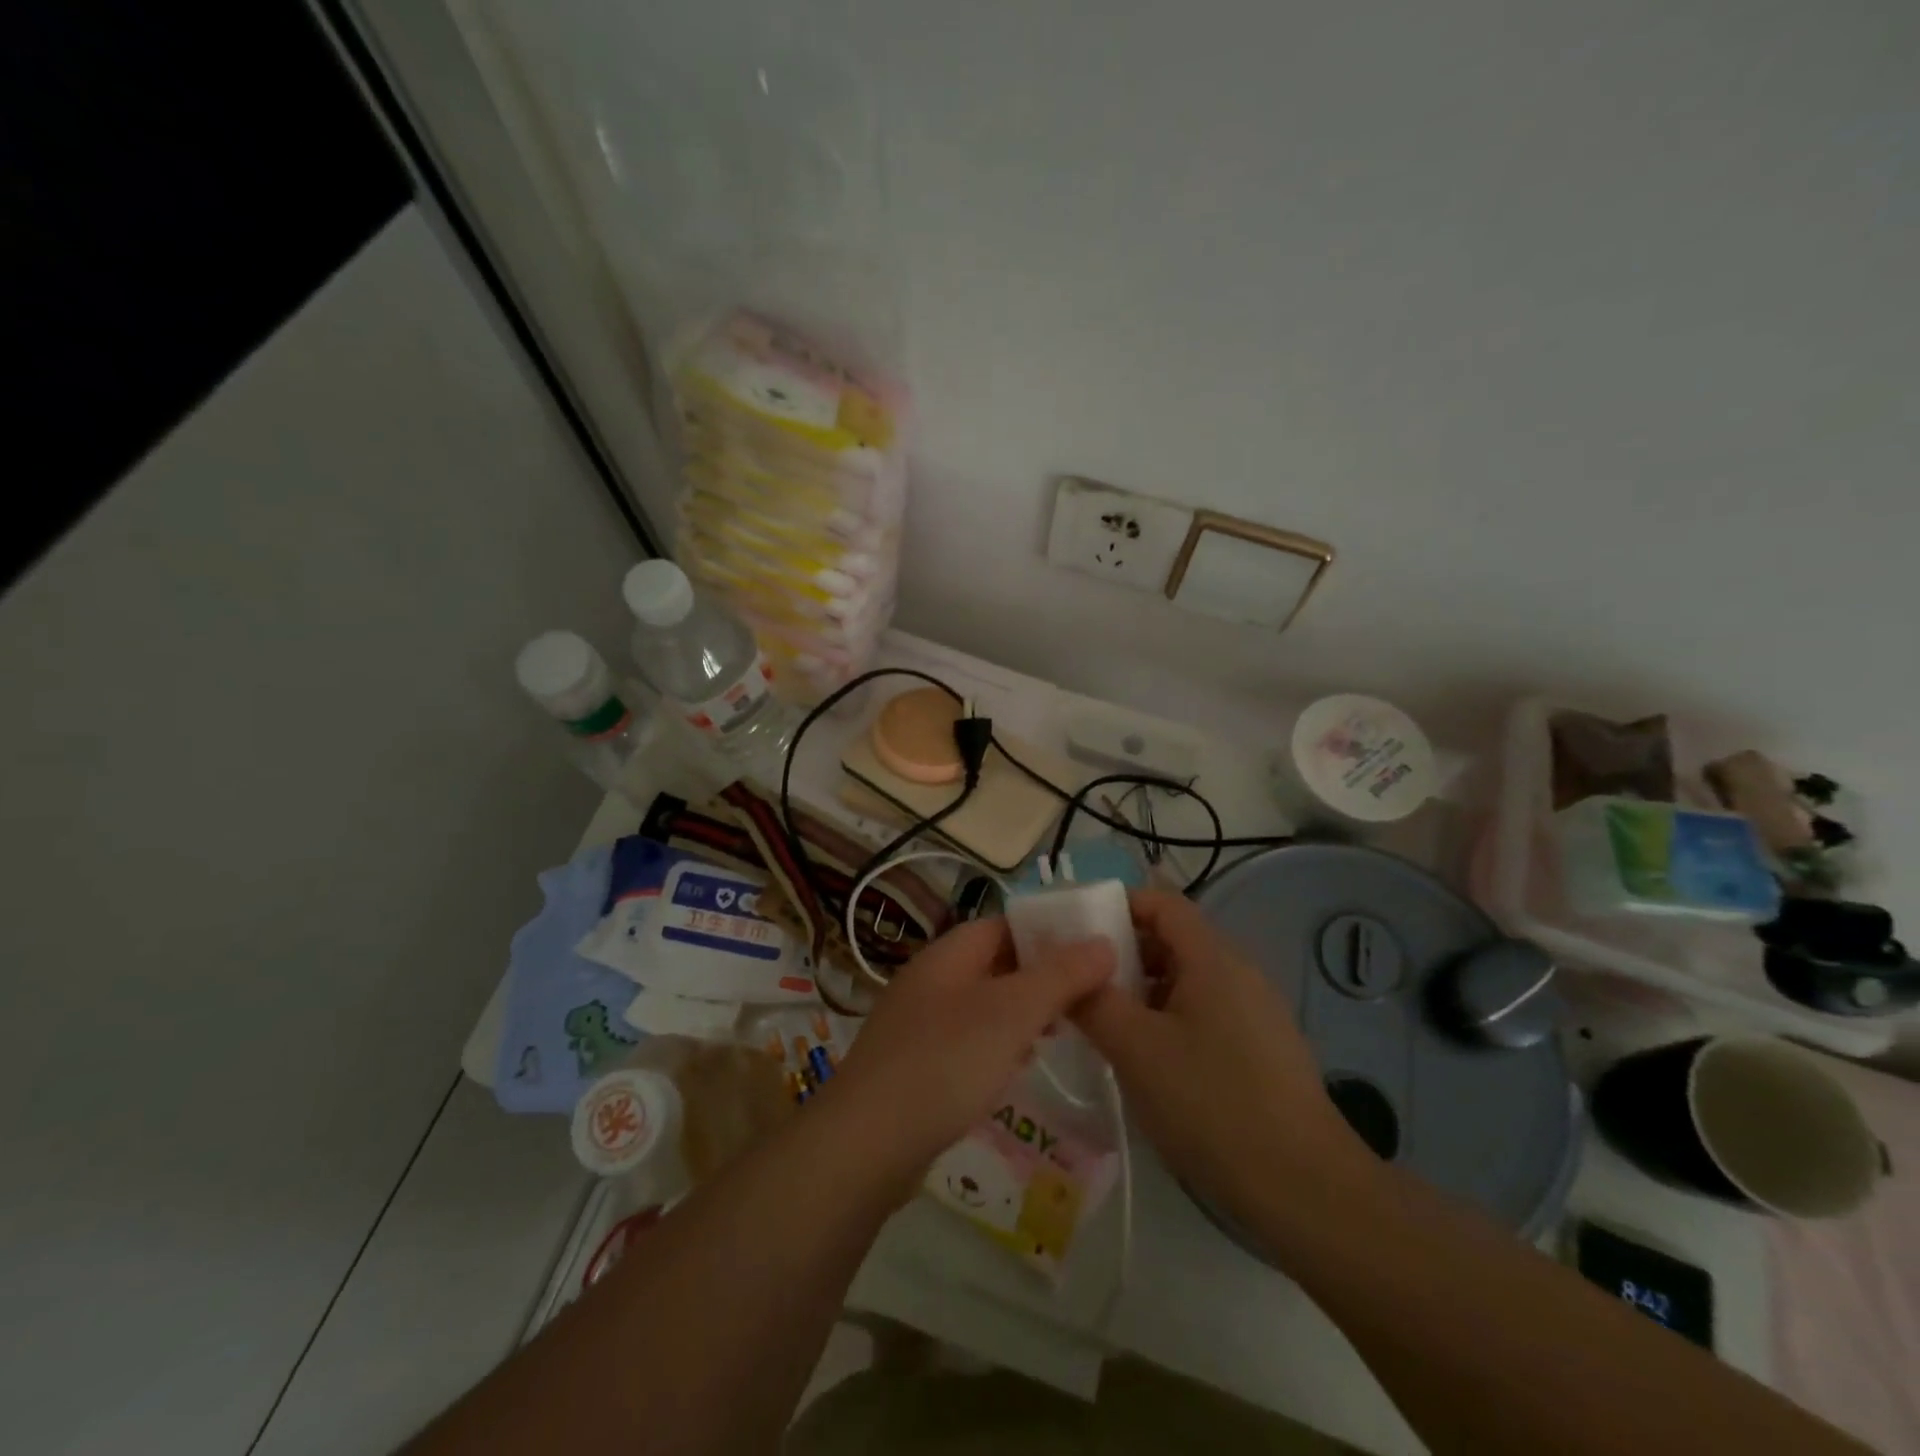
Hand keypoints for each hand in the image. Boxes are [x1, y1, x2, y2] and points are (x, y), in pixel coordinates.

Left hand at [821, 916, 1114, 1190]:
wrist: (865, 1145)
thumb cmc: (944, 1064)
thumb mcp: (1011, 1013)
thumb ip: (1059, 976)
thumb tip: (1103, 942)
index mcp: (947, 956)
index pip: (1003, 924)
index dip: (1046, 931)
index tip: (1091, 950)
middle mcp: (930, 981)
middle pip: (993, 964)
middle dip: (1039, 976)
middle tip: (1087, 996)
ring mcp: (918, 1025)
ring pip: (982, 1005)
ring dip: (1021, 1012)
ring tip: (1064, 1030)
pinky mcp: (916, 1066)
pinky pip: (967, 1041)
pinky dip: (998, 1045)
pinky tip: (1020, 1066)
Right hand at [1072, 889, 1372, 1228]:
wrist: (1305, 1188)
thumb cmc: (1212, 1103)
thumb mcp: (1135, 1048)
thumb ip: (1093, 1000)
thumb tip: (1067, 971)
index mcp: (1212, 958)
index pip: (1161, 902)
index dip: (1117, 906)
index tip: (1076, 933)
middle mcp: (1239, 972)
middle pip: (1173, 940)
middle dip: (1123, 955)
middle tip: (1081, 985)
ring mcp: (1255, 1012)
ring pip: (1186, 981)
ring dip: (1143, 992)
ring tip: (1105, 1026)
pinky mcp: (1262, 1049)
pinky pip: (1204, 1013)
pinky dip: (1168, 1020)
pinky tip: (1148, 1063)